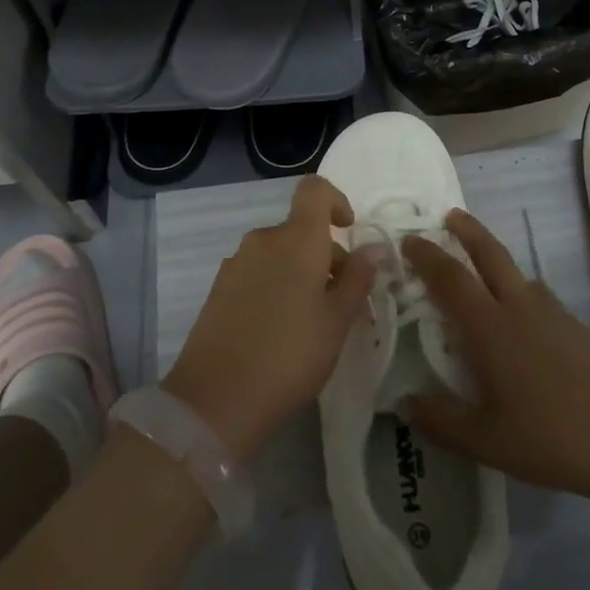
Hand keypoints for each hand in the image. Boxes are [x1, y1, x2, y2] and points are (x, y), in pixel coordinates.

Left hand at [163, 175, 376, 460]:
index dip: (335, 201)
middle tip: (341, 302)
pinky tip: (279, 330)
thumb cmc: (290, 355)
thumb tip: (373, 247)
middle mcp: (263, 240)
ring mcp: (236, 263)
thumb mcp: (337, 321)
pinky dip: (276, 286)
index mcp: (296, 239)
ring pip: (279, 253)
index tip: (348, 231)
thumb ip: (357, 279)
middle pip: (300, 229)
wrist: (216, 398)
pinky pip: (257, 272)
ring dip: (300, 273)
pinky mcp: (219, 289)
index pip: (314, 191)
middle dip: (325, 254)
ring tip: (311, 322)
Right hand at [402, 210, 589, 505]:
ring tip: (482, 269)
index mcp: (491, 328)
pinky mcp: (580, 329)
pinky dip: (520, 291)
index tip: (409, 239)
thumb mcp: (486, 440)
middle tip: (450, 215)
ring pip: (519, 274)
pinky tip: (523, 319)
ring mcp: (555, 315)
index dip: (428, 256)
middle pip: (490, 255)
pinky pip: (540, 298)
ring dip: (495, 260)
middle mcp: (521, 309)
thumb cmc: (551, 437)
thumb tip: (404, 405)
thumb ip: (441, 421)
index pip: (451, 278)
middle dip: (467, 231)